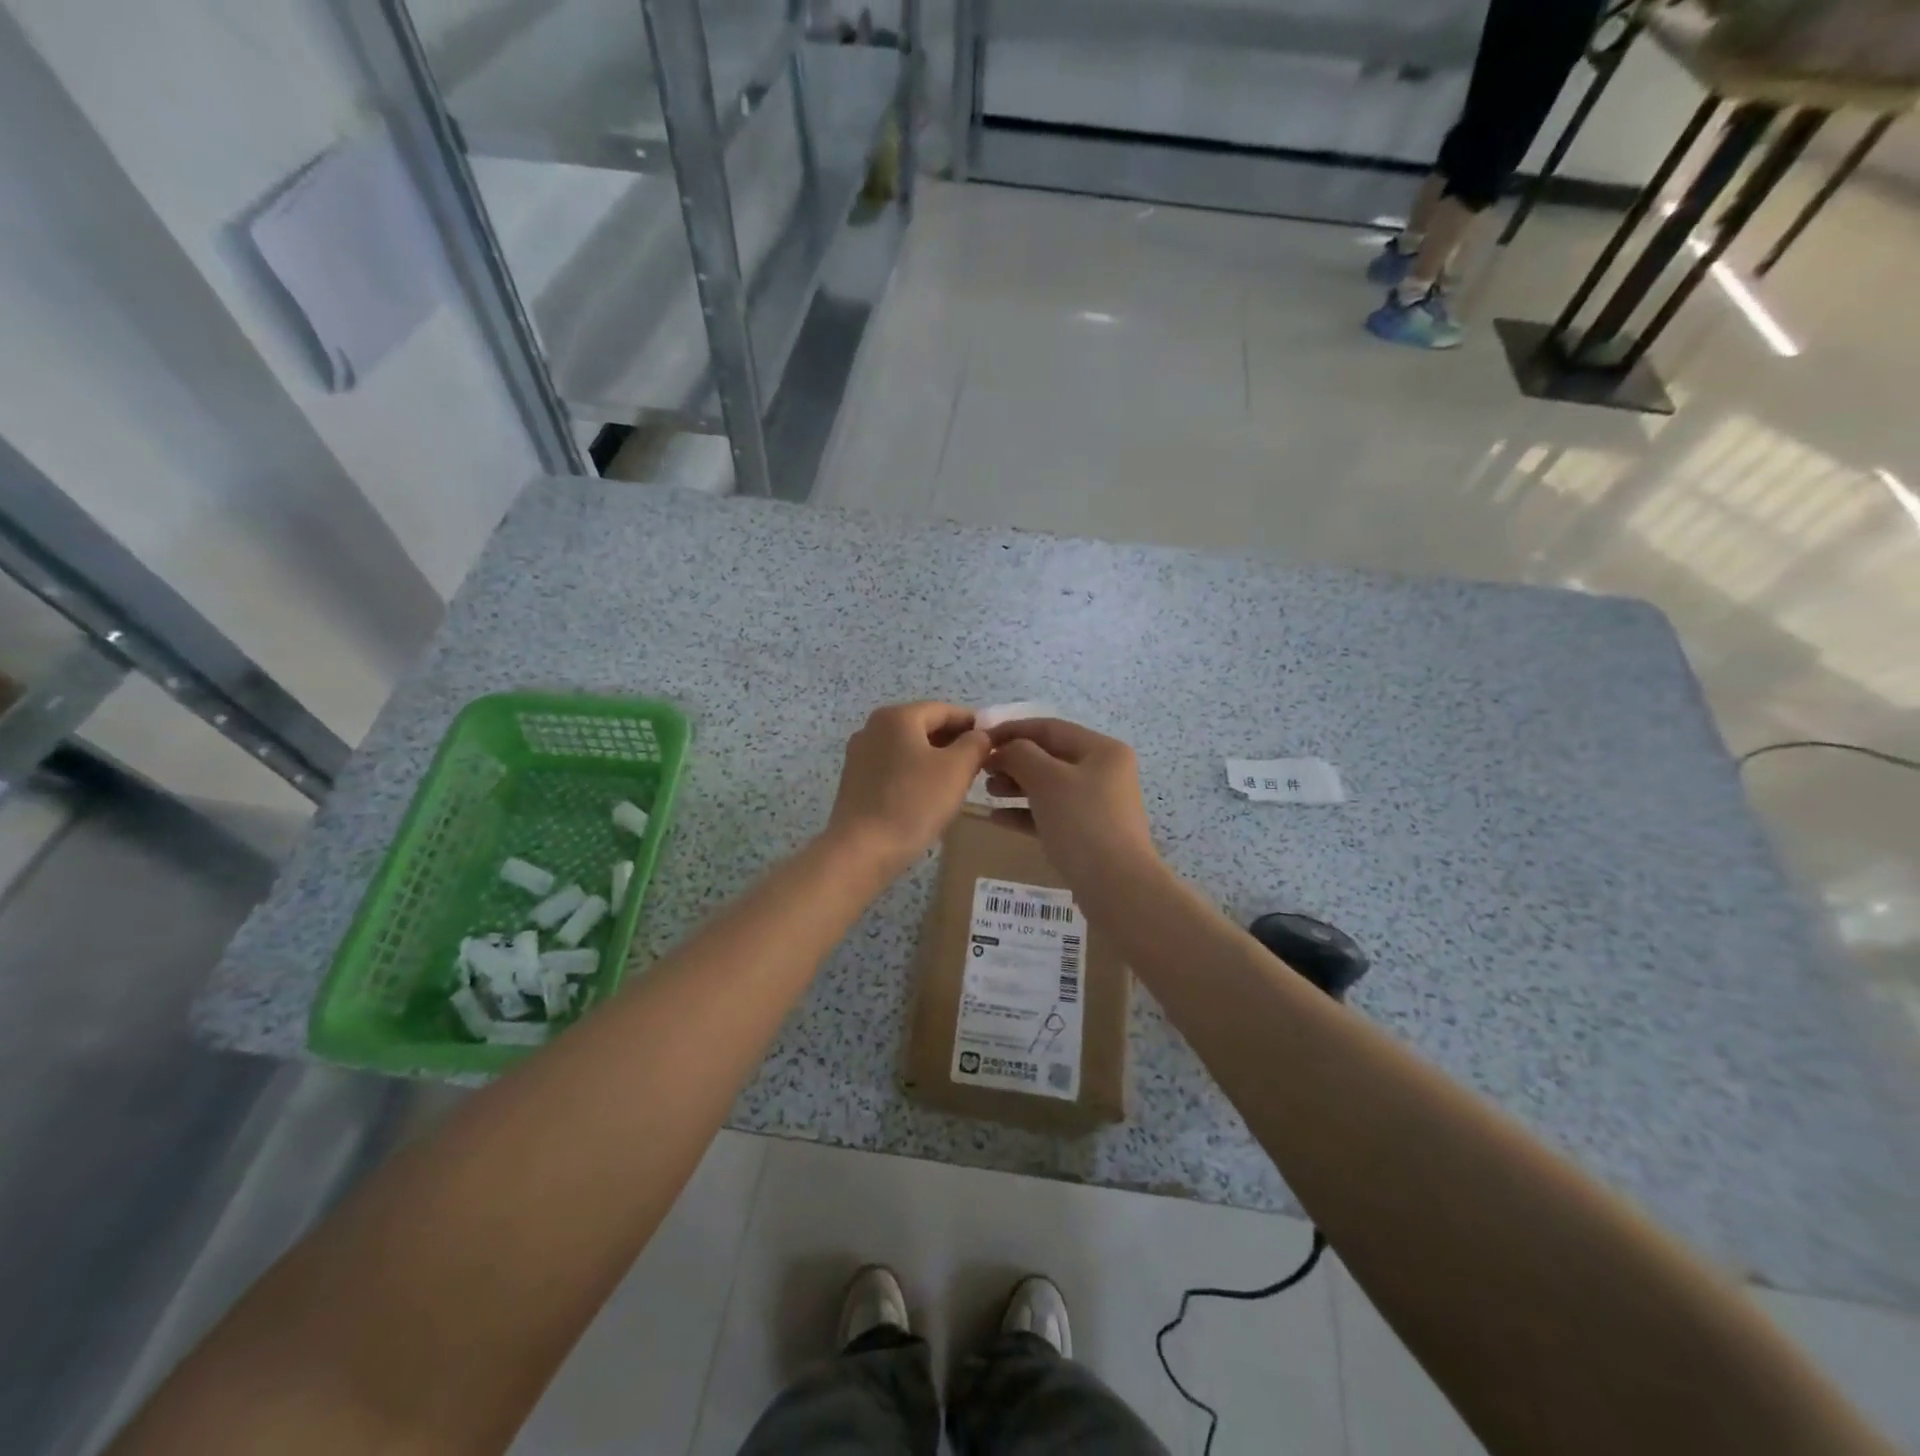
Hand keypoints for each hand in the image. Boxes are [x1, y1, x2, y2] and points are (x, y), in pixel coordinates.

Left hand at [825, 702, 990, 876]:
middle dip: (954, 741)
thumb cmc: (914, 803)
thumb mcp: (957, 769)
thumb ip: (975, 744)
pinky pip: (894, 767)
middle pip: (924, 726)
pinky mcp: (855, 780)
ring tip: (958, 781)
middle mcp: (873, 727)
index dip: (972, 723)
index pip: (944, 710)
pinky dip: (914, 773)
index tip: (994, 742)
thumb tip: (980, 734)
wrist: (862, 850)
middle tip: (980, 764)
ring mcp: (860, 754)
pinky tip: (928, 795)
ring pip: (908, 748)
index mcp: (897, 716)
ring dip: (935, 759)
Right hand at [984, 719, 1158, 886]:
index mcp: (1102, 750)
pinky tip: (997, 818)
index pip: (1050, 728)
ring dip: (1016, 785)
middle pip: (1050, 757)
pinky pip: (1051, 814)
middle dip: (1013, 760)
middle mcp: (1104, 772)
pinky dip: (1025, 812)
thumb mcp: (1047, 780)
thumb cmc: (1083, 822)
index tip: (980, 740)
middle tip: (981, 771)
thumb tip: (1004, 749)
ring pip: (1049, 786)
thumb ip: (1020, 755)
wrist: (1118, 887)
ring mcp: (1098, 805)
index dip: (1012, 730)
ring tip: (988, 792)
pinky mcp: (1089, 834)